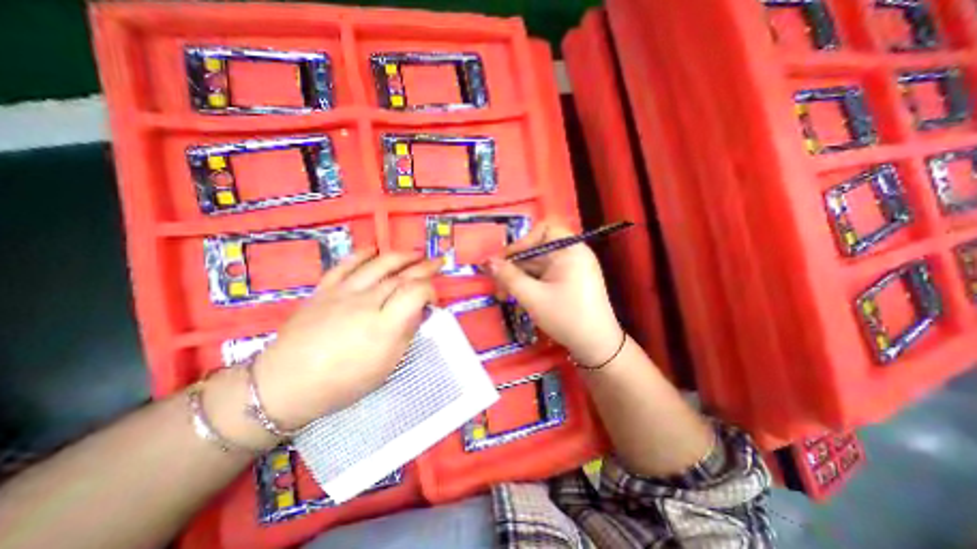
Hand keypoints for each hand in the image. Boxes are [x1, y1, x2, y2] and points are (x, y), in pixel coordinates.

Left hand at [251, 251, 438, 430]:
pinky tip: (375, 248)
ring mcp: (343, 292)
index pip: (416, 292)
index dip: (430, 290)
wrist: (284, 385)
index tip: (433, 299)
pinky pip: (346, 264)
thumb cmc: (342, 383)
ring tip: (415, 253)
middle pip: (401, 276)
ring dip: (401, 256)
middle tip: (437, 262)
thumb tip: (420, 312)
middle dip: (424, 267)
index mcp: (384, 326)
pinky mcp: (324, 289)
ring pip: (378, 264)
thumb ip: (406, 334)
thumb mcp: (385, 366)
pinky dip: (363, 254)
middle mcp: (366, 302)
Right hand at [486, 221, 616, 365]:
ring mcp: (571, 268)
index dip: (522, 242)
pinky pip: (544, 275)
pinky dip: (529, 284)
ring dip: (519, 278)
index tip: (506, 260)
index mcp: (570, 250)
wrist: (597, 346)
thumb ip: (508, 277)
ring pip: (537, 265)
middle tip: (496, 284)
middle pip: (536, 251)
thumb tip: (487, 262)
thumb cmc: (567, 318)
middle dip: (514, 266)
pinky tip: (518, 297)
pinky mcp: (568, 281)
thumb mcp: (533, 297)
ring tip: (503, 295)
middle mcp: (572, 254)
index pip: (543, 230)